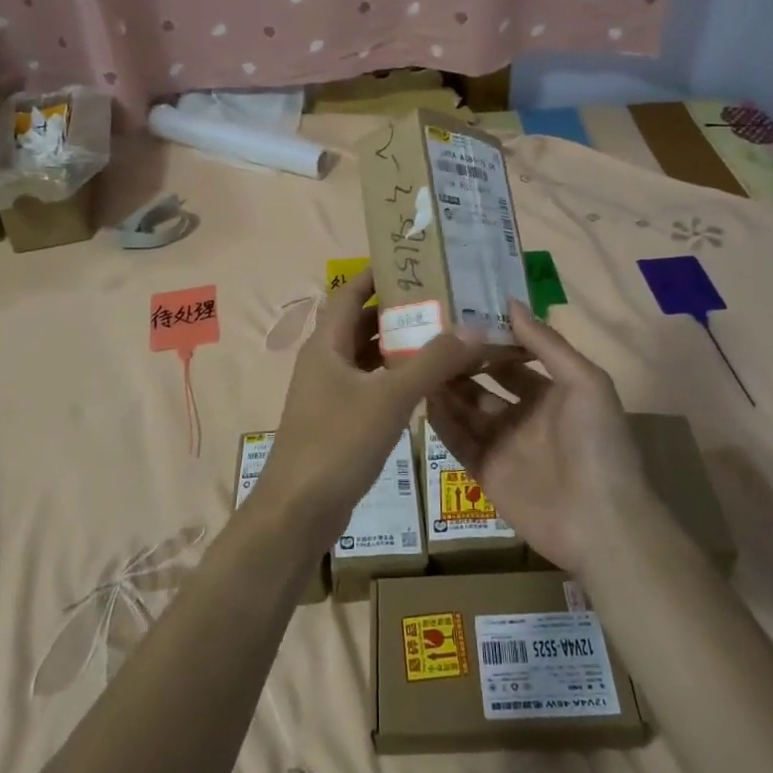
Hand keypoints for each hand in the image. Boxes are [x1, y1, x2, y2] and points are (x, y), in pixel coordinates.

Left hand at [256, 270, 486, 551]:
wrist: (298, 512)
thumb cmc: (338, 443)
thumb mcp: (390, 398)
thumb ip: (433, 362)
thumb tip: (474, 326)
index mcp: (327, 343)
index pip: (350, 291)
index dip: (378, 273)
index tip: (416, 261)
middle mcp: (325, 360)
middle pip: (362, 322)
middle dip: (399, 309)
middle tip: (444, 299)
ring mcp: (330, 392)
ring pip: (368, 356)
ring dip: (400, 345)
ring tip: (445, 335)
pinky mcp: (339, 419)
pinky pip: (371, 384)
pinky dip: (396, 377)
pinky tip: (427, 382)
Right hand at [425, 301, 648, 574]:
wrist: (601, 522)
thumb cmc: (598, 444)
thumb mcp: (585, 382)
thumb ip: (546, 343)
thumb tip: (511, 302)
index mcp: (551, 392)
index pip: (513, 359)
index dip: (489, 340)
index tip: (459, 316)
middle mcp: (524, 415)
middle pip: (485, 383)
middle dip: (462, 363)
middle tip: (428, 338)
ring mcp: (504, 445)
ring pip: (467, 410)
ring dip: (447, 389)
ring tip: (417, 363)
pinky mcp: (487, 472)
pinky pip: (458, 442)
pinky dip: (441, 423)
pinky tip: (422, 399)